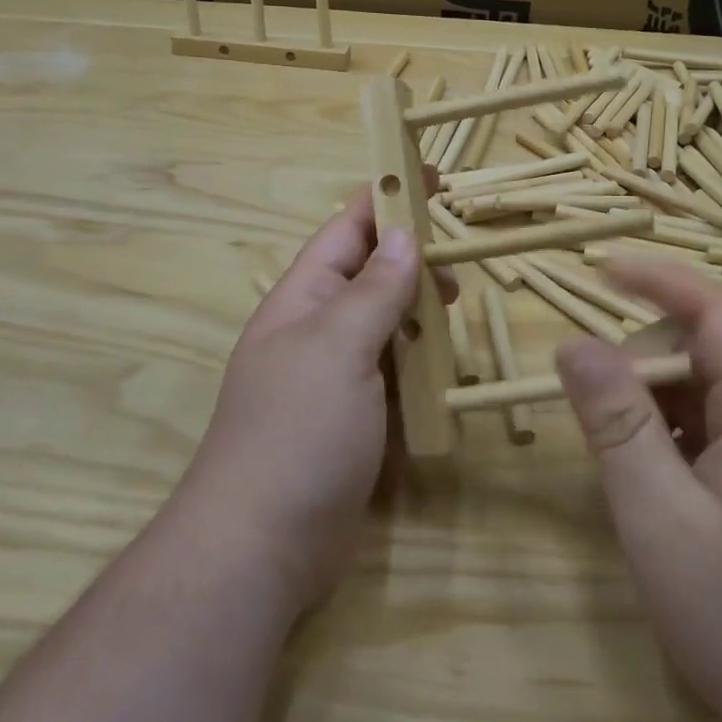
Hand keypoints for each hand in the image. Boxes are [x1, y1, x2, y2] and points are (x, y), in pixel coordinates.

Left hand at [172, 187, 456, 615]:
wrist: (262, 546)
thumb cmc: (296, 432)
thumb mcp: (337, 349)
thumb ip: (373, 291)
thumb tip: (403, 236)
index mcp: (302, 301)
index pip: (345, 231)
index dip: (385, 199)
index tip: (430, 176)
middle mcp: (314, 332)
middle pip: (366, 276)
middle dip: (410, 259)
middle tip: (460, 260)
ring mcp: (332, 380)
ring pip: (382, 326)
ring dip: (417, 312)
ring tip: (458, 307)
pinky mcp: (351, 422)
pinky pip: (390, 375)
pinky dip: (418, 364)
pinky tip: (446, 369)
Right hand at [555, 261, 721, 721]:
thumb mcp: (660, 519)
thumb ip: (616, 423)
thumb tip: (574, 344)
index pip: (718, 310)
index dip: (658, 280)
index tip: (598, 269)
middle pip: (714, 349)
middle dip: (646, 358)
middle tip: (593, 401)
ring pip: (717, 393)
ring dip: (660, 403)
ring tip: (618, 451)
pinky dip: (681, 436)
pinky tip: (657, 484)